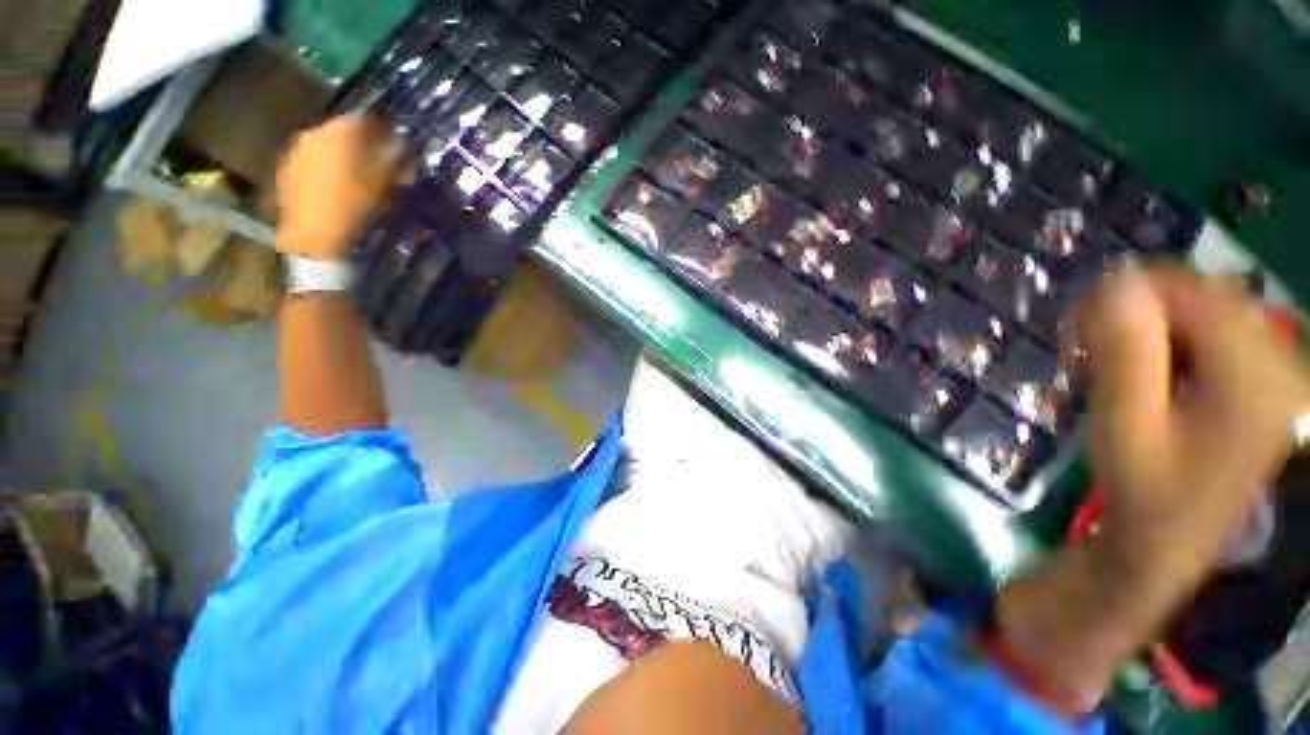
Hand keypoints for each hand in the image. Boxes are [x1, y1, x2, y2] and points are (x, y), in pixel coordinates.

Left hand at [276, 115, 401, 259]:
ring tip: (356, 174)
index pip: (365, 120)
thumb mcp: (384, 183)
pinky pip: (313, 157)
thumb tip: (402, 143)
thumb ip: (395, 158)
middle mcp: (315, 132)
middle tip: (377, 160)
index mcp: (340, 132)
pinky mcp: (288, 166)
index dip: (383, 131)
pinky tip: (336, 184)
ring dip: (343, 154)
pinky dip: (327, 165)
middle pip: (344, 130)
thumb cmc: (355, 207)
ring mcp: (298, 149)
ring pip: (327, 143)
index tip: (395, 145)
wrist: (315, 234)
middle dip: (361, 143)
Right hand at [1082, 266, 1309, 580]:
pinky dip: (1172, 341)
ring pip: (1205, 310)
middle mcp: (1280, 361)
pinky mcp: (1265, 378)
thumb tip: (1118, 280)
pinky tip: (1152, 373)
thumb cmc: (1144, 491)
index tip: (1078, 334)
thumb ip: (1126, 352)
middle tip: (1092, 354)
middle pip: (1200, 295)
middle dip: (1138, 314)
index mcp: (1254, 376)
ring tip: (1118, 368)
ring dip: (1151, 329)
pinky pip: (1214, 332)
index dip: (1126, 300)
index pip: (1188, 291)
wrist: (1170, 541)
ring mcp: (1277, 370)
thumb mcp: (1124, 425)